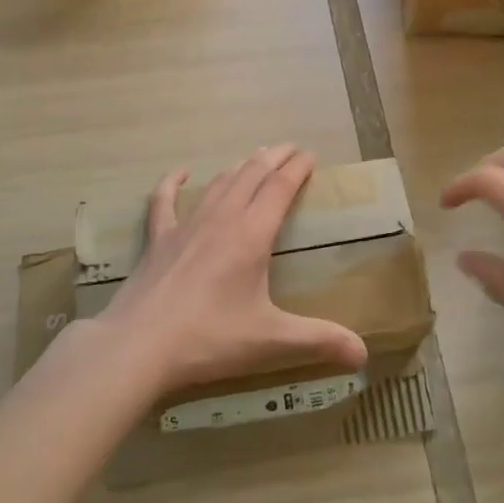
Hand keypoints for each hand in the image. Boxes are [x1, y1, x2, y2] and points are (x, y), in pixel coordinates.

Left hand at [99, 144, 368, 397]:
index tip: (310, 155)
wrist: (139, 345)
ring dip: (240, 166)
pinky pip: (165, 200)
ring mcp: (186, 225)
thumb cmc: (210, 338)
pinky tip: (181, 173)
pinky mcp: (158, 239)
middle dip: (274, 157)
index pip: (280, 187)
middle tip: (289, 148)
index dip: (297, 168)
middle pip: (252, 174)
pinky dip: (173, 182)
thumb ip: (318, 341)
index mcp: (252, 234)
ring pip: (219, 183)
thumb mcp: (270, 341)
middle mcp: (222, 218)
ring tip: (254, 158)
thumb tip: (364, 354)